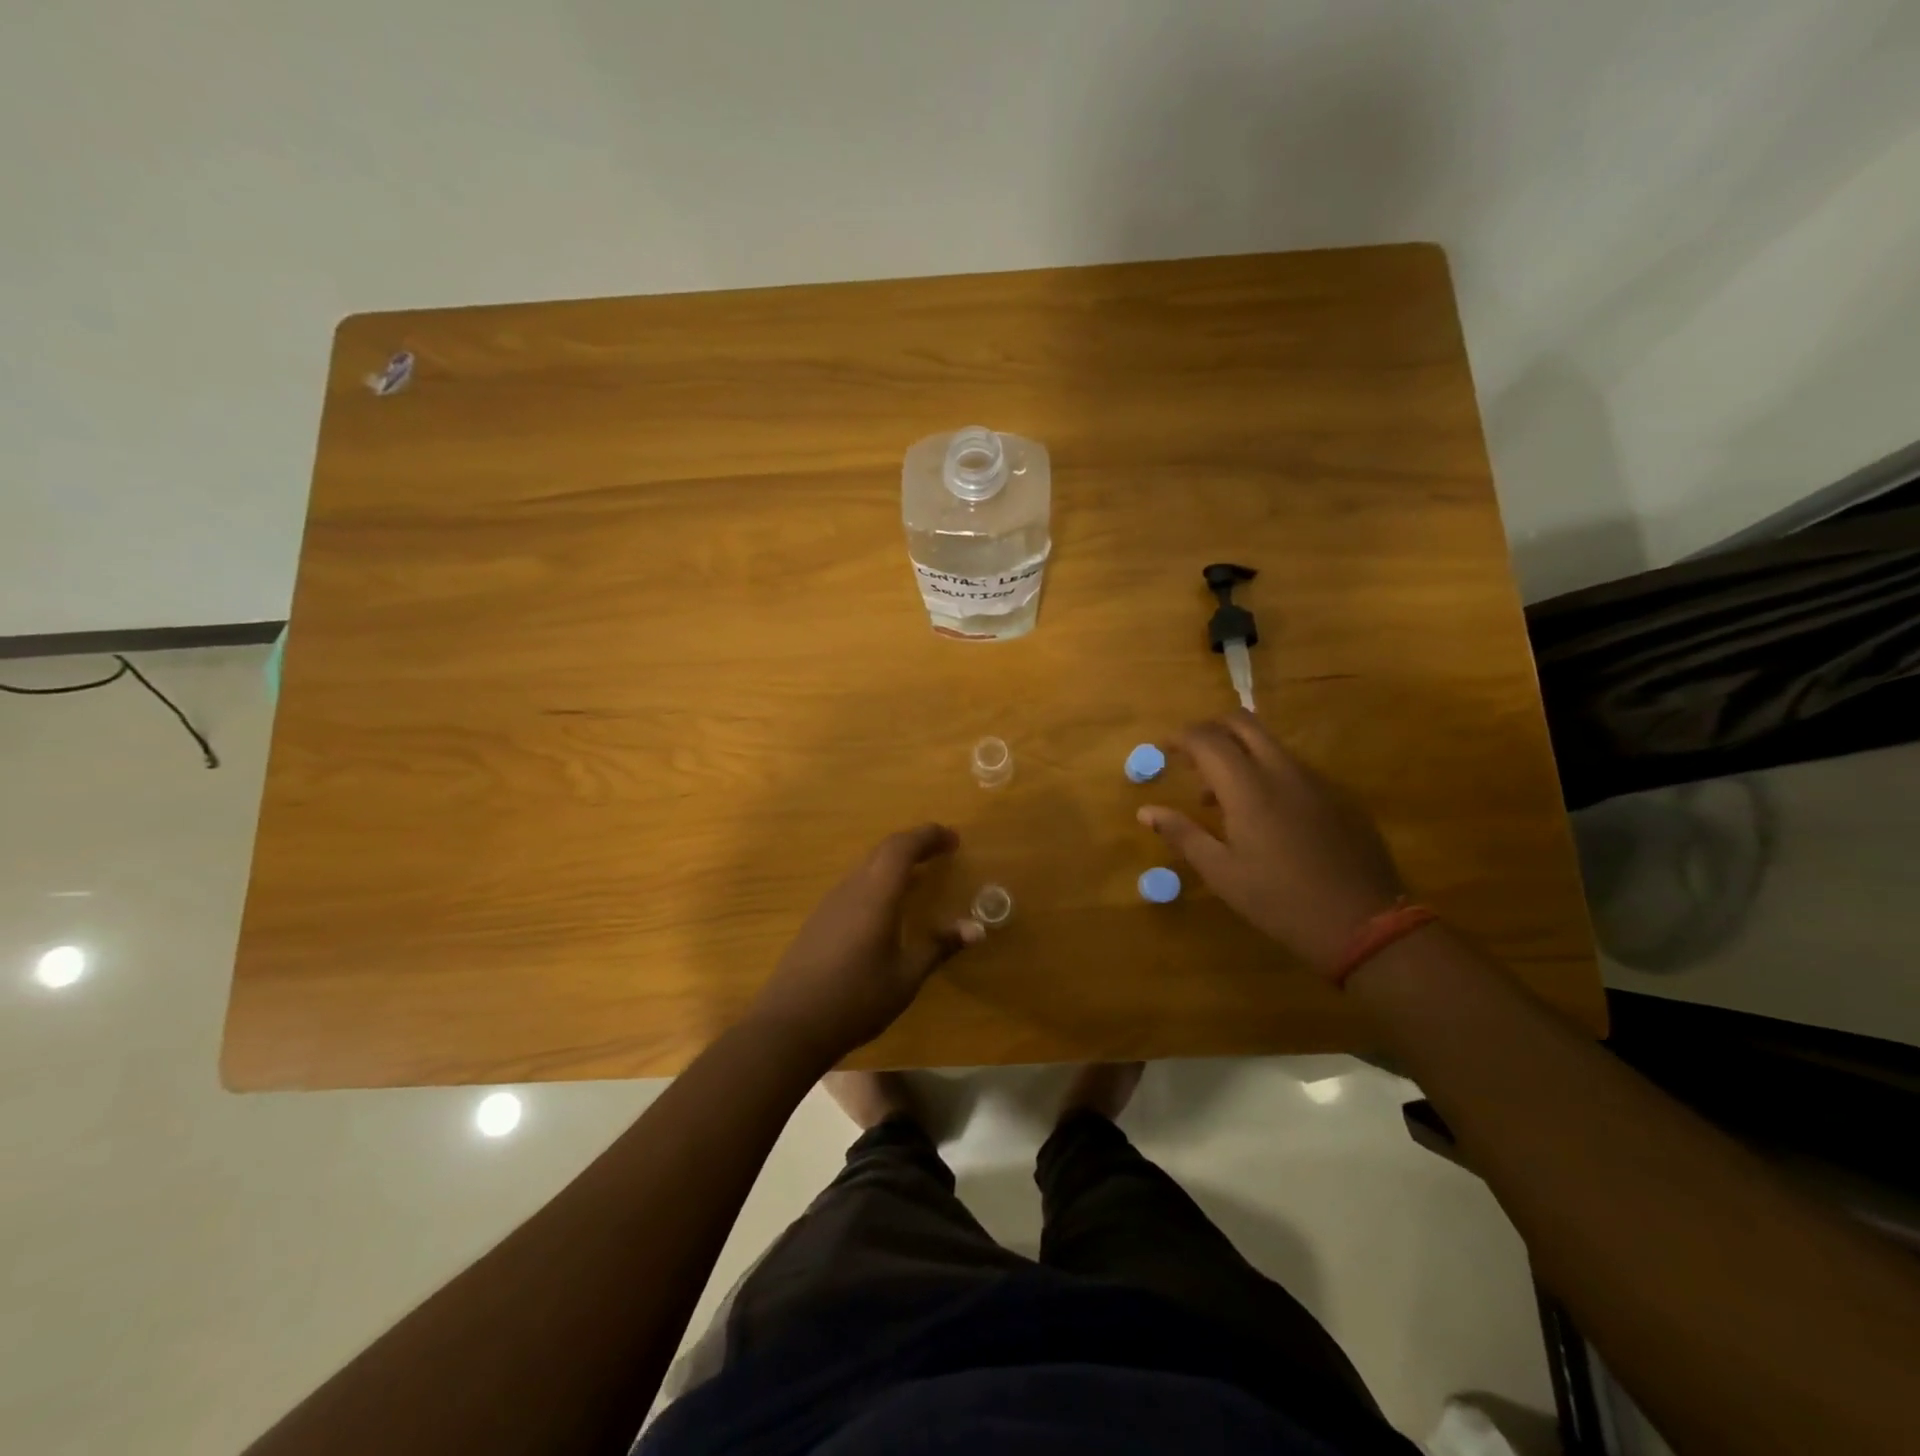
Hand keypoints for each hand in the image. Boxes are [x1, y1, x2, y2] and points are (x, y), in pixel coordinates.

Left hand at [748, 824, 982, 1064]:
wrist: (790, 1025)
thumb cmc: (856, 999)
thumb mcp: (906, 977)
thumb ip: (939, 947)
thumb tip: (976, 928)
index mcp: (875, 895)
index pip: (903, 848)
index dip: (929, 836)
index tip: (954, 839)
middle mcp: (851, 889)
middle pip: (884, 851)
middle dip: (915, 844)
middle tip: (942, 851)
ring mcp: (830, 903)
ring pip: (867, 867)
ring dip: (895, 863)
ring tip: (920, 876)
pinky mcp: (819, 920)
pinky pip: (855, 886)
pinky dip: (878, 881)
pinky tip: (887, 908)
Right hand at [1138, 711, 1404, 974]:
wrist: (1364, 923)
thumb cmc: (1280, 901)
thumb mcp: (1222, 873)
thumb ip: (1182, 834)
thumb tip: (1146, 811)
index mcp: (1250, 788)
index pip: (1208, 739)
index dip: (1180, 737)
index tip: (1162, 749)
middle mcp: (1283, 771)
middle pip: (1243, 723)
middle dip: (1210, 730)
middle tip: (1190, 758)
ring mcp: (1316, 780)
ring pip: (1270, 744)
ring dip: (1238, 753)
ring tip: (1220, 797)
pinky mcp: (1338, 796)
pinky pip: (1293, 768)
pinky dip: (1266, 772)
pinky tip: (1263, 815)